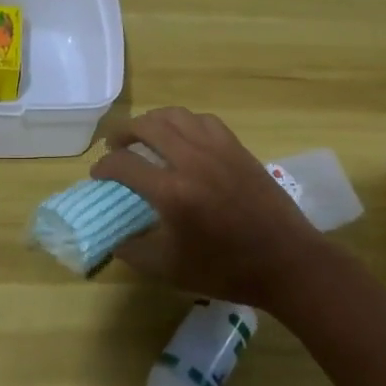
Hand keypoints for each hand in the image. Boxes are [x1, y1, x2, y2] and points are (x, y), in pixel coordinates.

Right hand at [91, 107, 328, 311]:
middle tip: (115, 146)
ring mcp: (217, 149)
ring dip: (152, 121)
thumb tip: (115, 238)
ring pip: (175, 116)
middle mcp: (192, 160)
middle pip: (147, 126)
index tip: (97, 174)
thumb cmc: (227, 270)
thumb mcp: (170, 270)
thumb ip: (134, 252)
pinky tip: (182, 138)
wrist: (287, 262)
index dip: (103, 167)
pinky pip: (203, 121)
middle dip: (123, 132)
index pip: (124, 164)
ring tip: (144, 135)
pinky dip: (184, 123)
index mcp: (172, 192)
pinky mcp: (237, 148)